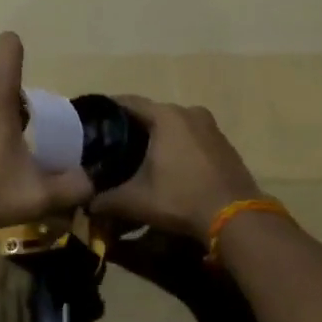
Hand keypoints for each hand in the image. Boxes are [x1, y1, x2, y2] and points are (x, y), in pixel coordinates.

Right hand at [88, 96, 262, 239]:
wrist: (236, 219)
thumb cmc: (181, 199)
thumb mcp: (136, 201)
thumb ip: (105, 200)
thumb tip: (85, 204)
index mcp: (166, 116)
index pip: (128, 102)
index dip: (106, 110)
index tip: (90, 122)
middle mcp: (189, 112)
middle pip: (151, 113)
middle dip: (131, 127)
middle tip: (109, 144)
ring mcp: (210, 127)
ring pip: (173, 125)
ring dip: (156, 137)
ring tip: (135, 156)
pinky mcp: (223, 144)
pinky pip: (191, 137)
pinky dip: (176, 146)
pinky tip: (167, 166)